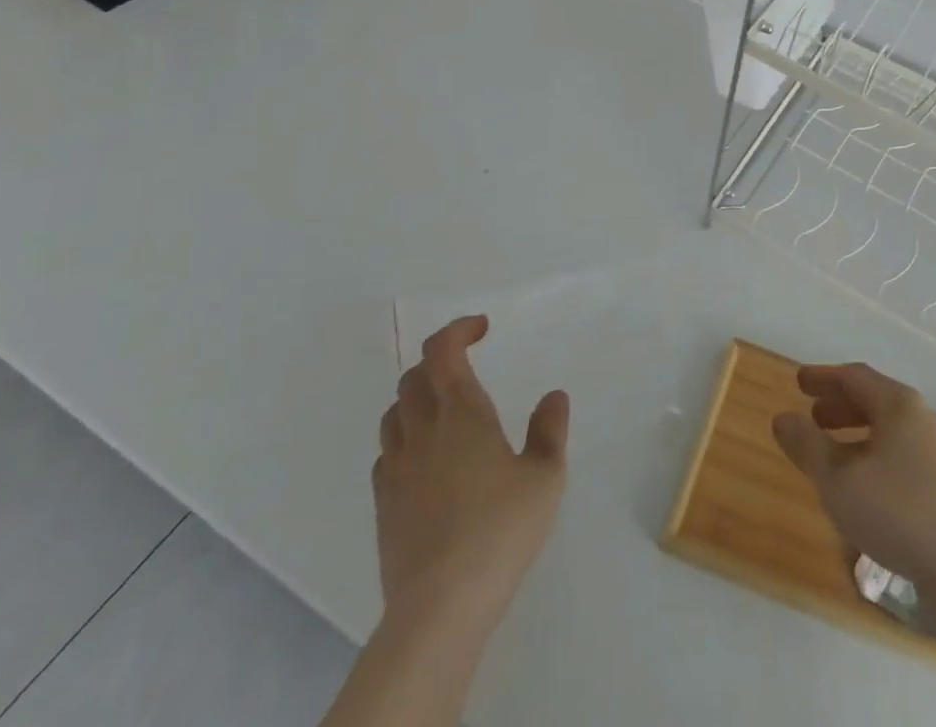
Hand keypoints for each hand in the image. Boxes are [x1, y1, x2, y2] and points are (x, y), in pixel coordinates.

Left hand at [373, 315, 569, 639]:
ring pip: (395, 411)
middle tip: (467, 368)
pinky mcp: (382, 503)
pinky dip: (405, 437)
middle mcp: (422, 429)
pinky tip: (426, 459)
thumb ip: (549, 430)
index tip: (482, 328)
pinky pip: (387, 451)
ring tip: (446, 410)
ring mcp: (396, 467)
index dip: (457, 329)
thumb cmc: (500, 530)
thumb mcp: (545, 477)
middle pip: (414, 376)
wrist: (439, 606)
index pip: (442, 350)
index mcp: (461, 412)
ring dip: (417, 397)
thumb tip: (553, 396)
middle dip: (439, 361)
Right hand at [771, 362, 935, 589]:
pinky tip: (864, 485)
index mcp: (898, 404)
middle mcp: (921, 417)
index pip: (854, 377)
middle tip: (812, 415)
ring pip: (889, 429)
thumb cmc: (899, 513)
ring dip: (856, 433)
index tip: (799, 382)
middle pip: (874, 399)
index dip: (823, 377)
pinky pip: (901, 453)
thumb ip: (808, 446)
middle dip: (839, 405)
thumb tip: (782, 418)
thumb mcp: (839, 480)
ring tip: (832, 452)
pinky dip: (874, 454)